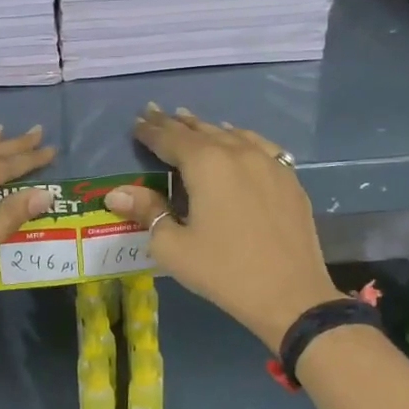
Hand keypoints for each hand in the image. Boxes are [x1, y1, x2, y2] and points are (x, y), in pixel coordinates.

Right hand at [103, 107, 337, 347]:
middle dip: (175, 123)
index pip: (170, 138)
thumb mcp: (173, 247)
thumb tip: (117, 193)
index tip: (136, 122)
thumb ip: (147, 212)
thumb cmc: (223, 271)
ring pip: (231, 135)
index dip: (150, 130)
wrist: (291, 295)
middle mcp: (238, 153)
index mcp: (206, 164)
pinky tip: (237, 140)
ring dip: (206, 128)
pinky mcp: (289, 178)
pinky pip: (259, 146)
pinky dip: (240, 138)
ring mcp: (269, 163)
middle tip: (155, 113)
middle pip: (201, 130)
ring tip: (189, 121)